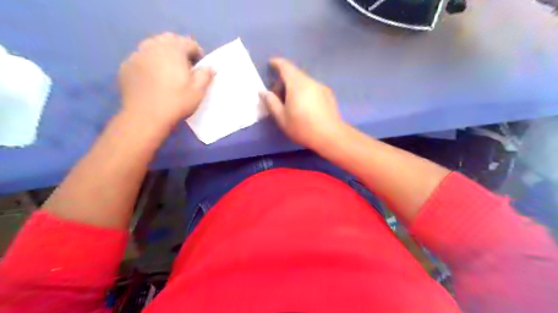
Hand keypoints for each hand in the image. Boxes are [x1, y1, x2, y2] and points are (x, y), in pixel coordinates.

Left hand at [117, 33, 213, 131]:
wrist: (145, 117)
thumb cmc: (176, 102)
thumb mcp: (198, 91)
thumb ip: (206, 75)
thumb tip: (209, 67)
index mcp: (174, 50)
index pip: (189, 43)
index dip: (198, 54)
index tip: (200, 68)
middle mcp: (153, 46)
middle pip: (169, 39)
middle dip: (179, 49)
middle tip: (185, 67)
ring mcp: (137, 55)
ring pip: (152, 46)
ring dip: (163, 54)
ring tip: (168, 71)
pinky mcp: (126, 66)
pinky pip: (141, 58)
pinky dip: (149, 63)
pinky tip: (152, 79)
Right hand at [261, 59, 345, 151]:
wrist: (330, 136)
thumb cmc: (303, 127)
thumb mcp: (282, 118)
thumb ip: (271, 103)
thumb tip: (263, 92)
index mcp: (297, 84)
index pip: (285, 66)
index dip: (277, 63)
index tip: (270, 64)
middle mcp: (310, 81)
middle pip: (295, 75)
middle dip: (284, 81)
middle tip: (277, 96)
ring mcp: (321, 87)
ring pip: (304, 82)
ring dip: (294, 88)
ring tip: (290, 103)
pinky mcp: (328, 95)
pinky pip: (312, 88)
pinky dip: (304, 92)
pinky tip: (304, 107)